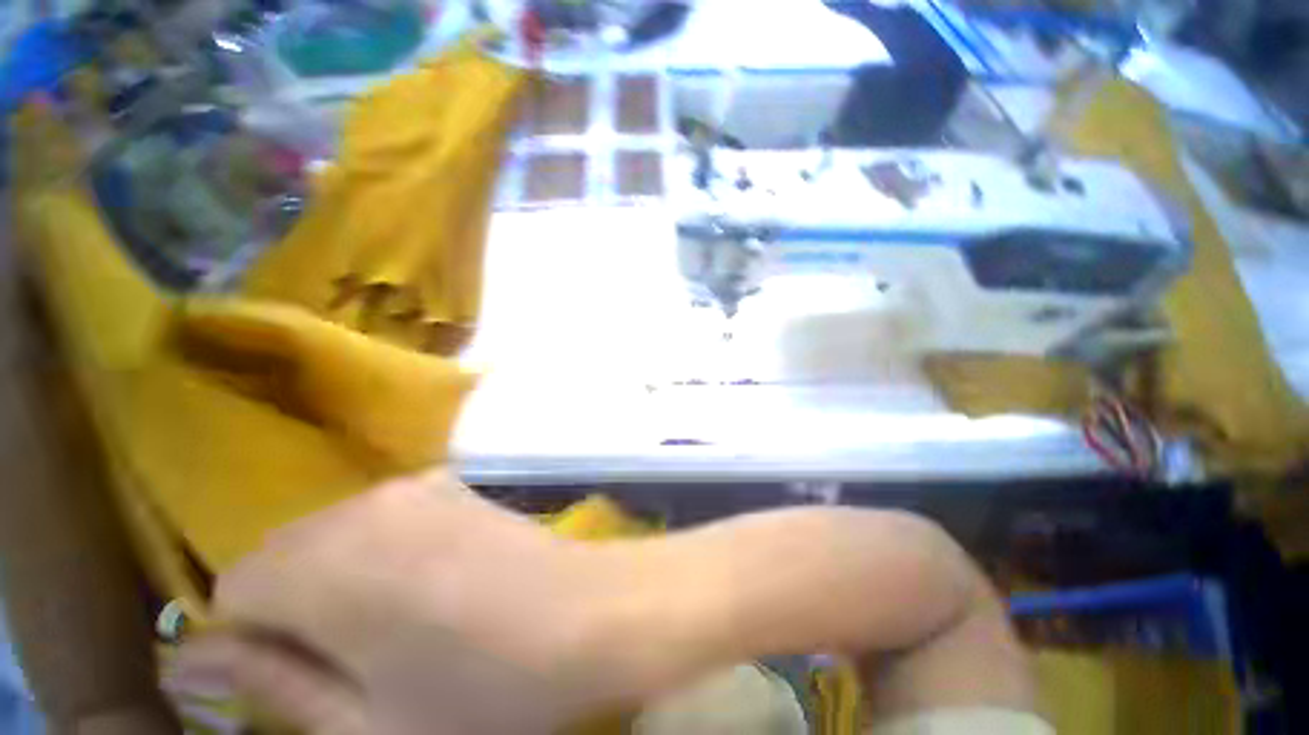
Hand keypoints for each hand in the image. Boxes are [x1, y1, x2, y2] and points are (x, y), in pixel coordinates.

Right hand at [173, 472, 670, 734]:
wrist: (590, 614)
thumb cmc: (486, 692)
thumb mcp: (367, 725)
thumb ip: (273, 686)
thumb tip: (192, 661)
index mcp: (329, 562)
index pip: (232, 588)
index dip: (249, 642)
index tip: (294, 682)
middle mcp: (368, 504)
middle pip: (282, 557)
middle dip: (292, 611)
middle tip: (352, 665)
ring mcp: (421, 487)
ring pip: (333, 538)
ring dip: (338, 585)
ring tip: (395, 634)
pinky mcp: (457, 488)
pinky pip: (384, 523)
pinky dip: (381, 558)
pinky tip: (431, 593)